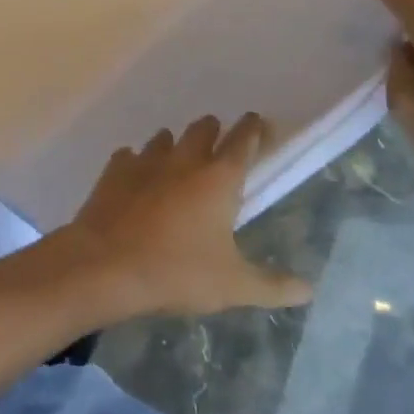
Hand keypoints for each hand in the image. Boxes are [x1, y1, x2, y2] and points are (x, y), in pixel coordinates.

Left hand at [61, 114, 314, 318]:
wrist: (105, 266)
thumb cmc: (176, 272)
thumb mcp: (232, 286)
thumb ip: (272, 286)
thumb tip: (309, 290)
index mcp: (219, 178)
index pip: (244, 139)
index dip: (254, 129)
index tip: (259, 123)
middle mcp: (185, 159)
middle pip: (204, 128)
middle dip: (215, 131)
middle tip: (219, 145)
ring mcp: (146, 161)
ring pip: (165, 137)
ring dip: (175, 144)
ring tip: (178, 161)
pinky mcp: (115, 170)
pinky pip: (130, 155)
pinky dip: (137, 162)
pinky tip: (136, 179)